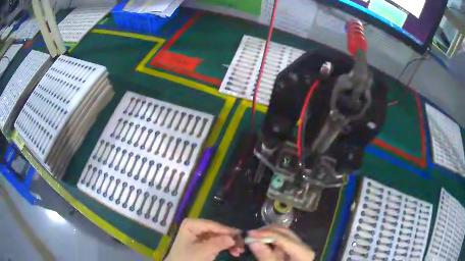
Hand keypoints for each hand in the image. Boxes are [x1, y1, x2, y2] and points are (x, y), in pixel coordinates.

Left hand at [165, 218, 243, 260]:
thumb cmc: (187, 259)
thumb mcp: (202, 252)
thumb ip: (217, 244)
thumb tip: (233, 238)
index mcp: (192, 224)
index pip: (213, 225)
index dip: (228, 231)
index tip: (241, 236)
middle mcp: (197, 226)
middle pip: (218, 230)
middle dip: (230, 238)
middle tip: (243, 245)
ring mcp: (201, 234)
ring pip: (220, 236)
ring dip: (230, 243)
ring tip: (240, 251)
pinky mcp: (204, 242)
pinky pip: (218, 242)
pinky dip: (226, 247)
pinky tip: (234, 252)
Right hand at [248, 226, 314, 260]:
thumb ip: (265, 256)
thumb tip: (253, 241)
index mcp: (303, 252)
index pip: (283, 238)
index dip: (266, 234)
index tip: (250, 233)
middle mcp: (304, 246)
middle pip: (285, 233)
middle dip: (267, 232)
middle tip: (251, 234)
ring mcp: (300, 247)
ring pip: (284, 235)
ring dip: (269, 234)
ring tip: (255, 237)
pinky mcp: (295, 250)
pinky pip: (283, 241)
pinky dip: (272, 240)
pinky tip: (262, 242)